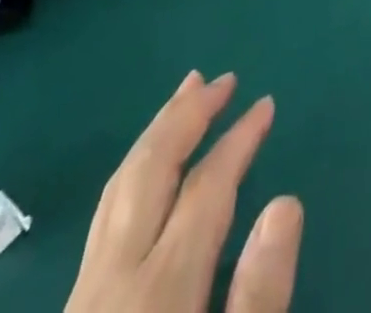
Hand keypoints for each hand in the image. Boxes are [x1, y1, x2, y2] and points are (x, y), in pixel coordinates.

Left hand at [66, 71, 302, 312]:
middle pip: (149, 173)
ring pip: (118, 190)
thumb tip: (286, 201)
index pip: (206, 188)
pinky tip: (152, 171)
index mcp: (158, 293)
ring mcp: (85, 300)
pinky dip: (136, 171)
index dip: (239, 140)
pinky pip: (107, 216)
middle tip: (221, 79)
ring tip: (185, 96)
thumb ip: (259, 297)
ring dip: (156, 134)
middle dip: (186, 117)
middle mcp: (112, 284)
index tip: (266, 104)